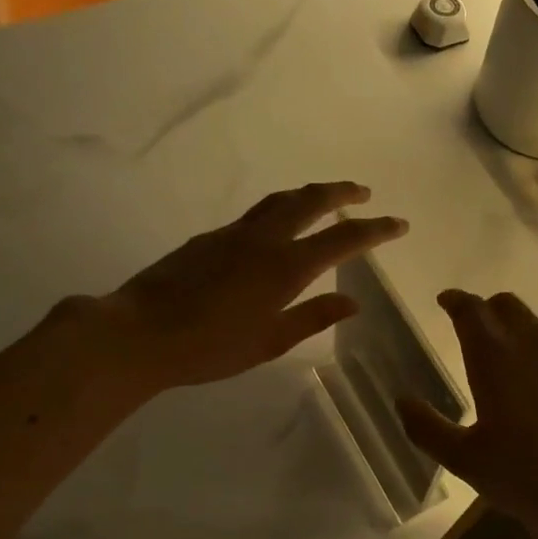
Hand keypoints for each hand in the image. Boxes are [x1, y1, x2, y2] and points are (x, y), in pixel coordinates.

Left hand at [69, 182, 407, 392]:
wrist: (139, 333)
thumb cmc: (210, 347)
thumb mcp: (269, 342)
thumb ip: (313, 317)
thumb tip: (352, 302)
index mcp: (286, 267)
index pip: (343, 239)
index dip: (375, 230)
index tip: (398, 223)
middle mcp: (264, 240)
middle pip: (311, 201)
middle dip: (342, 193)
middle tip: (364, 192)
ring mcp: (234, 234)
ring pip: (280, 201)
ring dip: (309, 194)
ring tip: (326, 198)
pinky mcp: (209, 238)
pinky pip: (255, 215)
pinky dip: (279, 210)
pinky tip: (277, 228)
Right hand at [398, 290, 537, 538]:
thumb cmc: (529, 476)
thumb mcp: (466, 460)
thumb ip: (427, 428)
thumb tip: (403, 401)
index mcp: (496, 355)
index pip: (471, 309)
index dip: (455, 301)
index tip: (445, 301)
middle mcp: (535, 342)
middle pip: (507, 305)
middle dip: (486, 310)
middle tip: (473, 330)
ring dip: (518, 333)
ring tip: (508, 366)